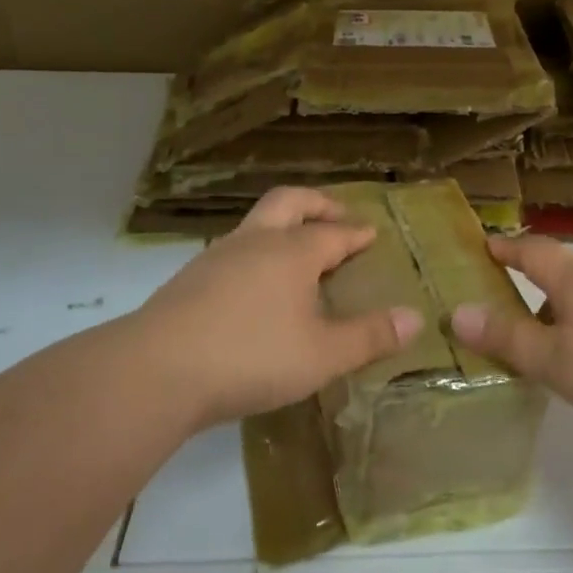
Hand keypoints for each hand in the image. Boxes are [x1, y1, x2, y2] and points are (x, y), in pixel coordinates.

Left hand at [131, 187, 423, 428]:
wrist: (156, 371)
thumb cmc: (251, 356)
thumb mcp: (323, 355)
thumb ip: (370, 336)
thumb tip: (416, 319)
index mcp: (292, 252)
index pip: (333, 233)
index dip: (356, 233)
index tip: (371, 233)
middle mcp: (256, 242)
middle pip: (289, 202)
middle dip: (317, 204)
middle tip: (337, 216)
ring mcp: (217, 257)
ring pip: (256, 224)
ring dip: (283, 226)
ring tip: (297, 251)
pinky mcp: (189, 280)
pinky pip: (234, 251)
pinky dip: (256, 253)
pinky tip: (254, 285)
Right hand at [449, 236, 572, 444]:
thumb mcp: (554, 361)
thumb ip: (507, 338)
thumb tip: (457, 311)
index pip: (533, 251)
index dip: (506, 248)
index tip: (484, 245)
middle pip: (561, 275)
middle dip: (533, 289)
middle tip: (506, 313)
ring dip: (562, 314)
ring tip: (546, 346)